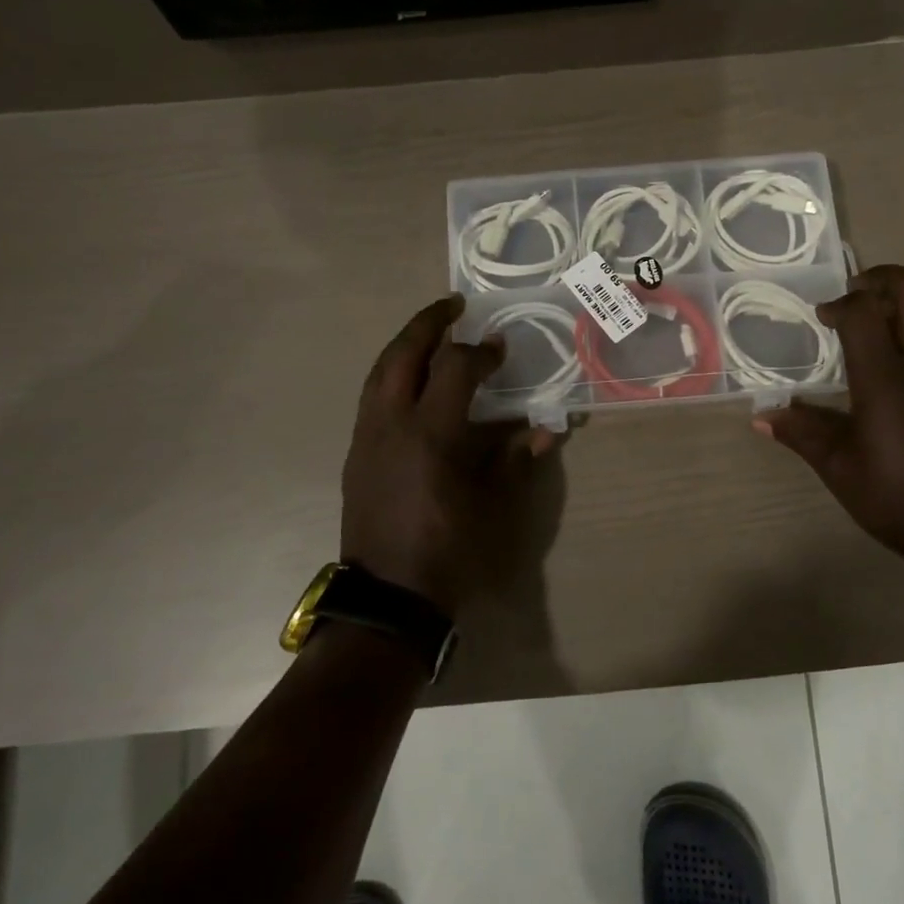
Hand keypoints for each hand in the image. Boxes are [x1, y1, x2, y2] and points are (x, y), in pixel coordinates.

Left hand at [341, 294, 556, 616]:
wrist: (388, 597)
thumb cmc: (449, 552)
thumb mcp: (494, 508)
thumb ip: (516, 460)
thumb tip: (546, 430)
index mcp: (431, 434)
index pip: (454, 369)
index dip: (480, 352)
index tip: (499, 347)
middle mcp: (391, 424)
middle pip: (402, 354)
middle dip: (428, 323)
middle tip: (452, 306)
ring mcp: (367, 437)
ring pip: (379, 372)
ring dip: (405, 345)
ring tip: (429, 334)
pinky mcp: (356, 454)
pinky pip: (371, 397)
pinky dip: (392, 375)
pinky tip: (411, 383)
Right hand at [757, 265, 903, 565]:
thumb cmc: (899, 498)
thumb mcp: (840, 468)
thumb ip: (802, 433)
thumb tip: (762, 417)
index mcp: (888, 378)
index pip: (865, 311)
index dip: (840, 304)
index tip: (822, 318)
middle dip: (881, 279)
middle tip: (853, 295)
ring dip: (900, 310)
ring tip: (868, 335)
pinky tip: (895, 378)